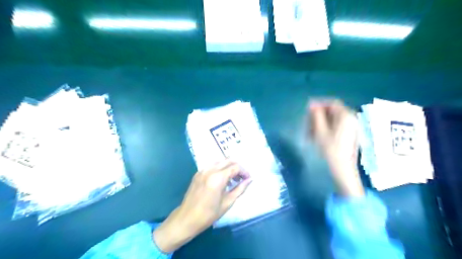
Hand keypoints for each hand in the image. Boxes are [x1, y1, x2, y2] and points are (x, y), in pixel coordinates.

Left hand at [153, 160, 250, 252]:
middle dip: (237, 167)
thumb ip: (240, 189)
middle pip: (228, 160)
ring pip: (220, 161)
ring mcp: (202, 170)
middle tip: (242, 178)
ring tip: (233, 179)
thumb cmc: (209, 214)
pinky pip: (212, 166)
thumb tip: (249, 180)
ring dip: (228, 167)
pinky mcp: (197, 173)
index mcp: (218, 177)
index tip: (248, 179)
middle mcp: (210, 170)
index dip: (244, 172)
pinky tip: (221, 180)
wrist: (186, 218)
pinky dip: (220, 169)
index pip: (235, 167)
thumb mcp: (227, 202)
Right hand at [306, 99, 364, 198]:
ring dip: (320, 123)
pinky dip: (325, 129)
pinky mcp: (348, 135)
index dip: (319, 104)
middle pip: (332, 111)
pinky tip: (316, 137)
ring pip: (332, 120)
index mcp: (346, 116)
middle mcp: (351, 119)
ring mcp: (351, 128)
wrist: (342, 170)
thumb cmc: (330, 150)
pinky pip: (335, 127)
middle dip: (318, 116)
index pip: (332, 103)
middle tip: (306, 124)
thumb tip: (312, 104)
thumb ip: (316, 115)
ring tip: (309, 133)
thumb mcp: (320, 131)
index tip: (307, 110)